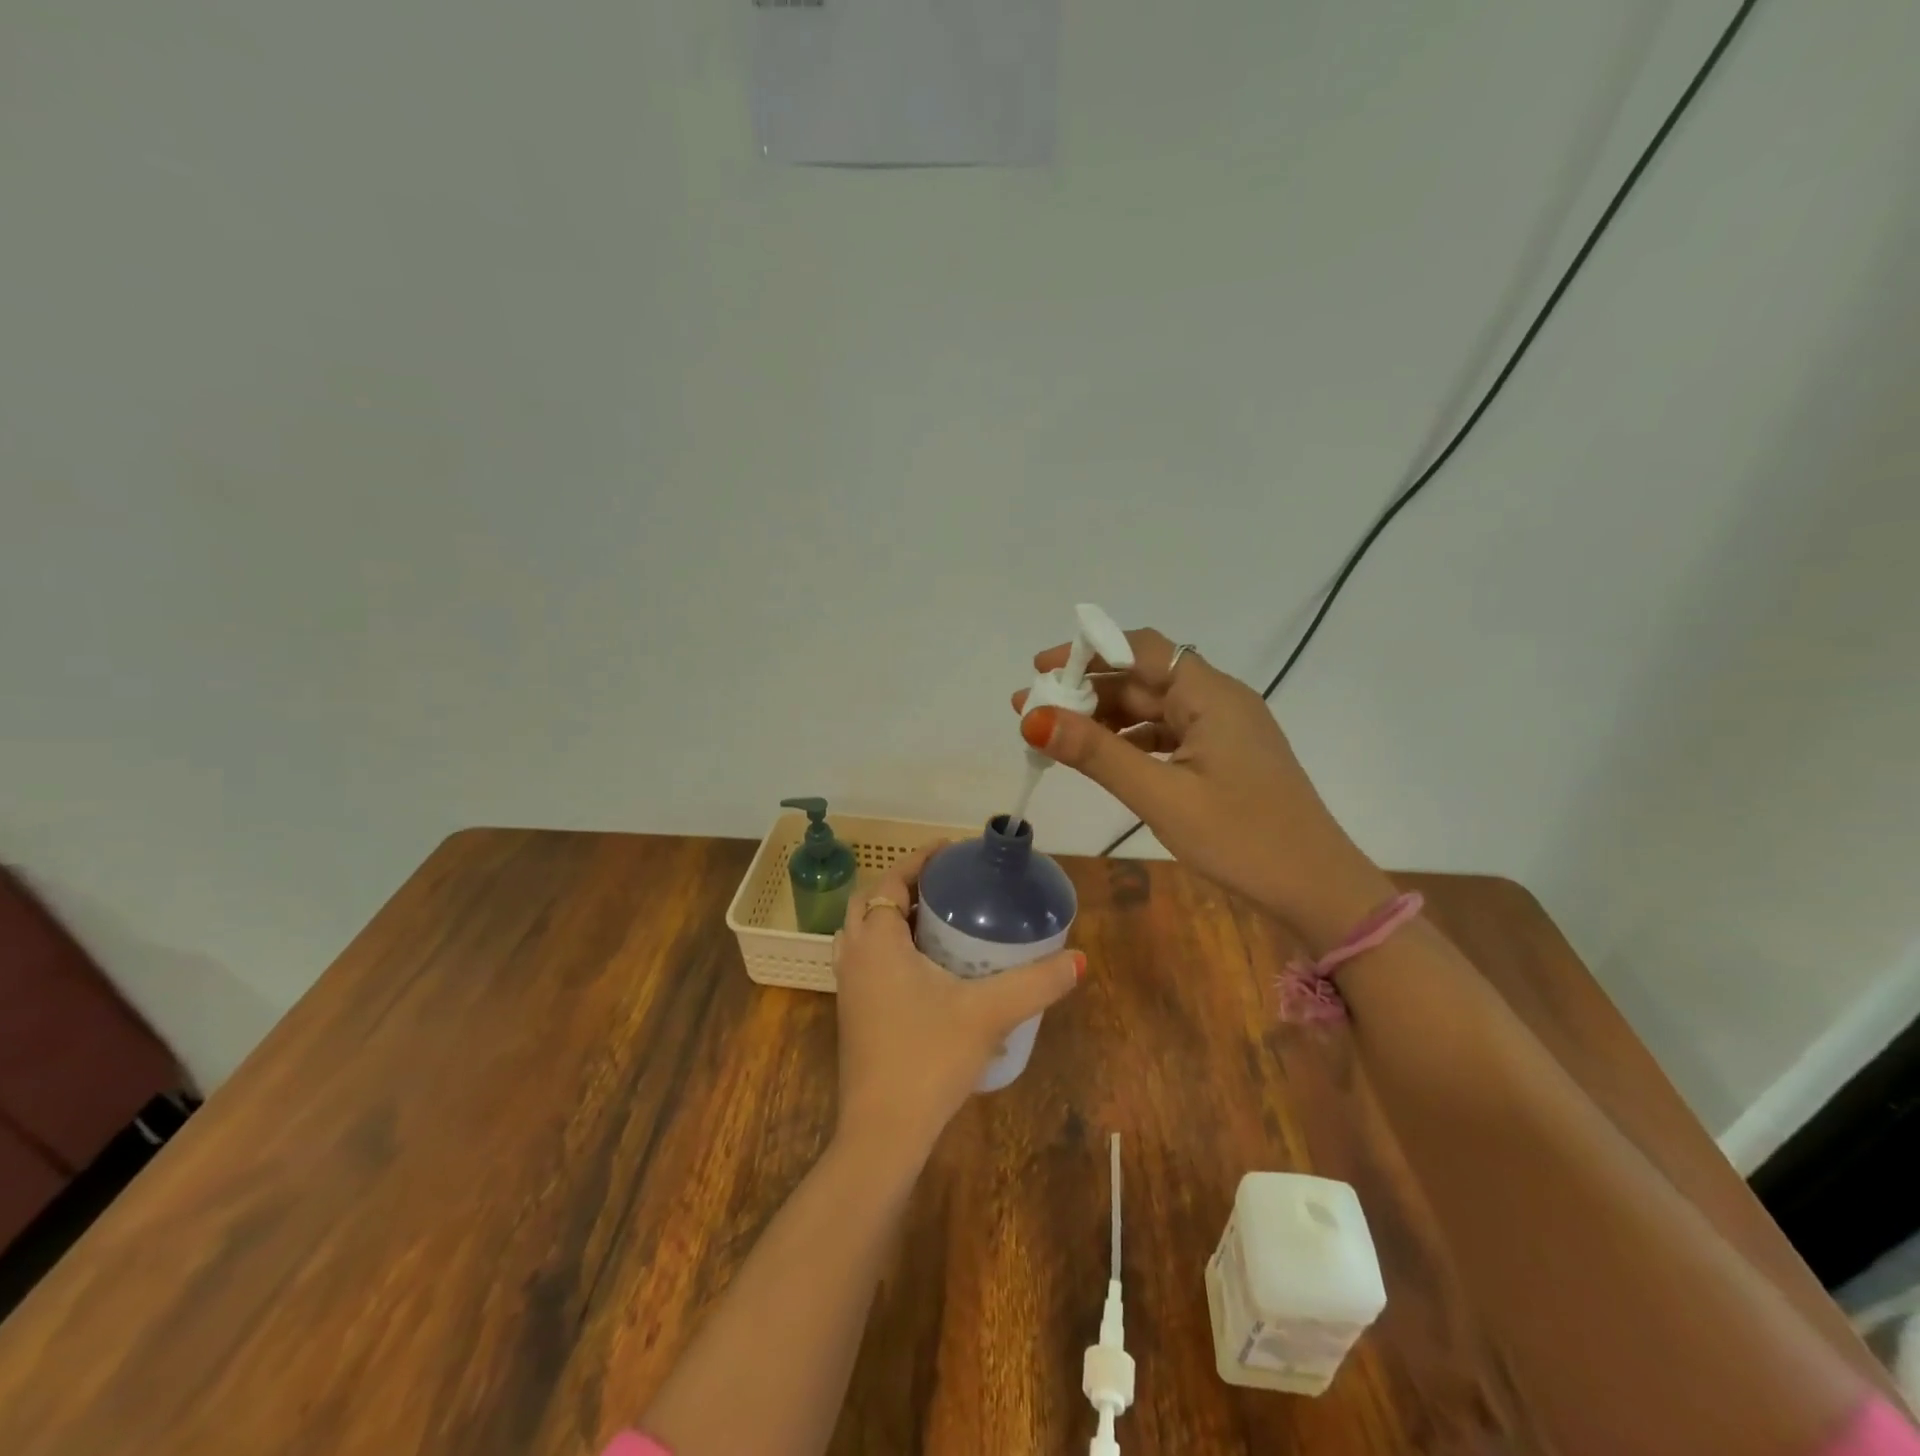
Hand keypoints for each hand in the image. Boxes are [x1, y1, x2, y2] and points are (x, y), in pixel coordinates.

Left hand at [831, 843, 1082, 1164]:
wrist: (883, 1132)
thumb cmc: (928, 1059)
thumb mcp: (988, 1014)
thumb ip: (1035, 983)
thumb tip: (1078, 959)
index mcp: (877, 942)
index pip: (891, 881)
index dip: (918, 860)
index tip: (949, 850)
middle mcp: (855, 957)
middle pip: (871, 902)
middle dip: (904, 885)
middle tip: (944, 885)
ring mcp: (849, 988)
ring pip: (863, 933)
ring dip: (892, 917)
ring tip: (935, 920)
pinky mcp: (854, 1014)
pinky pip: (866, 961)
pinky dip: (888, 947)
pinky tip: (925, 969)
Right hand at [1013, 629, 1394, 952]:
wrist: (1318, 890)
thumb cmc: (1243, 839)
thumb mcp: (1161, 796)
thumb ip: (1098, 754)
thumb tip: (1034, 718)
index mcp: (1210, 695)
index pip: (1140, 648)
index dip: (1087, 650)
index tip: (1040, 669)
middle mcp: (1218, 700)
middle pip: (1143, 677)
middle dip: (1087, 690)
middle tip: (1034, 712)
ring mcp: (1224, 730)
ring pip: (1153, 708)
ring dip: (1106, 718)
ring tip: (1057, 737)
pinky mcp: (1224, 757)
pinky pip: (1168, 734)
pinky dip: (1131, 741)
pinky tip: (1103, 759)